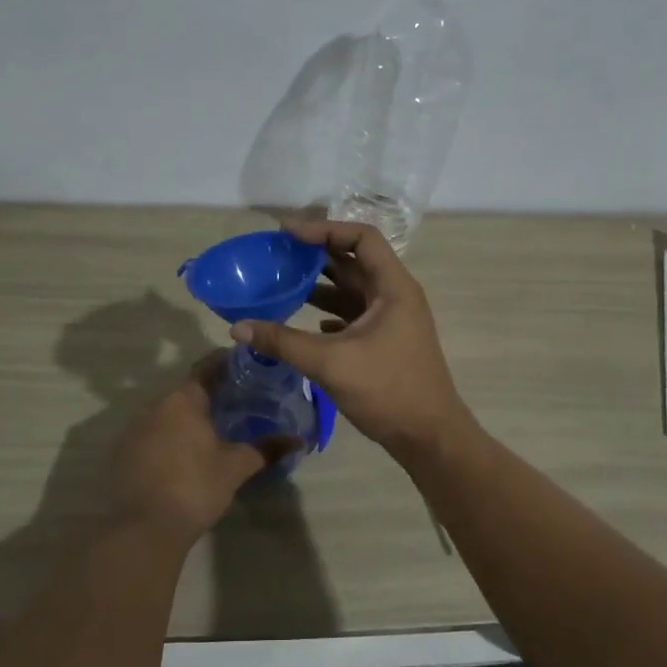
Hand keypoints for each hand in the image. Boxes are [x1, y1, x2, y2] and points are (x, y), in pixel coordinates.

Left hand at [112, 352, 296, 543]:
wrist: (142, 529)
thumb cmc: (194, 487)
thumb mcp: (236, 467)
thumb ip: (266, 449)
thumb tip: (299, 439)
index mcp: (183, 400)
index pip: (207, 368)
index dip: (227, 363)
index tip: (246, 365)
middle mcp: (154, 406)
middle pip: (186, 391)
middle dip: (210, 395)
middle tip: (237, 402)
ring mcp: (134, 429)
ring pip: (167, 414)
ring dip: (188, 418)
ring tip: (214, 430)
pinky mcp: (122, 453)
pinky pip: (152, 435)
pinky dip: (170, 438)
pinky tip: (185, 455)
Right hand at [229, 220, 472, 458]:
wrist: (429, 437)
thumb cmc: (387, 391)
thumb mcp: (330, 363)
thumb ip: (283, 342)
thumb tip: (238, 328)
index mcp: (393, 287)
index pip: (362, 237)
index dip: (325, 229)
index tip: (287, 233)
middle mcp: (395, 296)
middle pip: (355, 260)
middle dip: (317, 254)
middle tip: (278, 254)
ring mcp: (392, 319)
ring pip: (353, 289)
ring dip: (320, 284)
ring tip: (283, 283)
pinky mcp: (386, 341)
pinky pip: (353, 314)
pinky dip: (329, 312)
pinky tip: (306, 323)